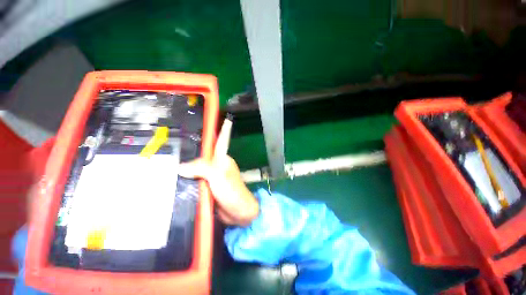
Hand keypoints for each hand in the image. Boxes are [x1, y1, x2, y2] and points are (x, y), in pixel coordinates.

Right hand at [178, 117, 258, 226]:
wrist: (238, 213)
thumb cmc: (232, 190)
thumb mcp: (218, 175)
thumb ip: (201, 168)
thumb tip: (180, 166)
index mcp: (222, 159)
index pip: (221, 140)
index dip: (223, 129)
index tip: (224, 118)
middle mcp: (217, 165)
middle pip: (203, 155)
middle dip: (190, 150)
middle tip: (171, 144)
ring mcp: (211, 177)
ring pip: (196, 169)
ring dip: (185, 167)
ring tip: (165, 162)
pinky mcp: (207, 188)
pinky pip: (194, 181)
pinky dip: (185, 180)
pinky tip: (172, 180)